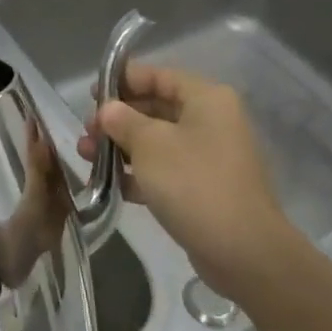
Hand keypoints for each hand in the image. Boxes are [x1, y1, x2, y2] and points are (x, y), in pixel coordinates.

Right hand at [78, 62, 293, 294]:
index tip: (91, 94)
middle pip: (155, 108)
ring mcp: (209, 157)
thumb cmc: (194, 184)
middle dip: (117, 119)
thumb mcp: (150, 145)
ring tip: (86, 157)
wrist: (245, 254)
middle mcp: (211, 121)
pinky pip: (165, 170)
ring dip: (122, 147)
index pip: (158, 76)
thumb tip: (108, 109)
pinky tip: (109, 184)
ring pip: (157, 141)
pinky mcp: (204, 189)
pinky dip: (139, 173)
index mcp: (206, 99)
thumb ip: (123, 121)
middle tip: (86, 132)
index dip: (122, 81)